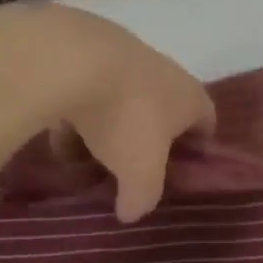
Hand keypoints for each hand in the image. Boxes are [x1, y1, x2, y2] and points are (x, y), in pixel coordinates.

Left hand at [0, 3, 214, 221]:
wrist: (73, 59)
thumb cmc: (124, 117)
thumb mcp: (140, 173)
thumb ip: (142, 197)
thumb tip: (132, 212)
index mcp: (190, 97)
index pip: (206, 122)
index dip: (196, 149)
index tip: (177, 173)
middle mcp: (165, 72)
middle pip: (162, 112)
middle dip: (144, 141)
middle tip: (125, 170)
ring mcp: (126, 57)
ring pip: (122, 102)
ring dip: (106, 128)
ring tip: (81, 157)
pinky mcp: (88, 50)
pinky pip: (88, 89)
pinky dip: (78, 111)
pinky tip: (56, 133)